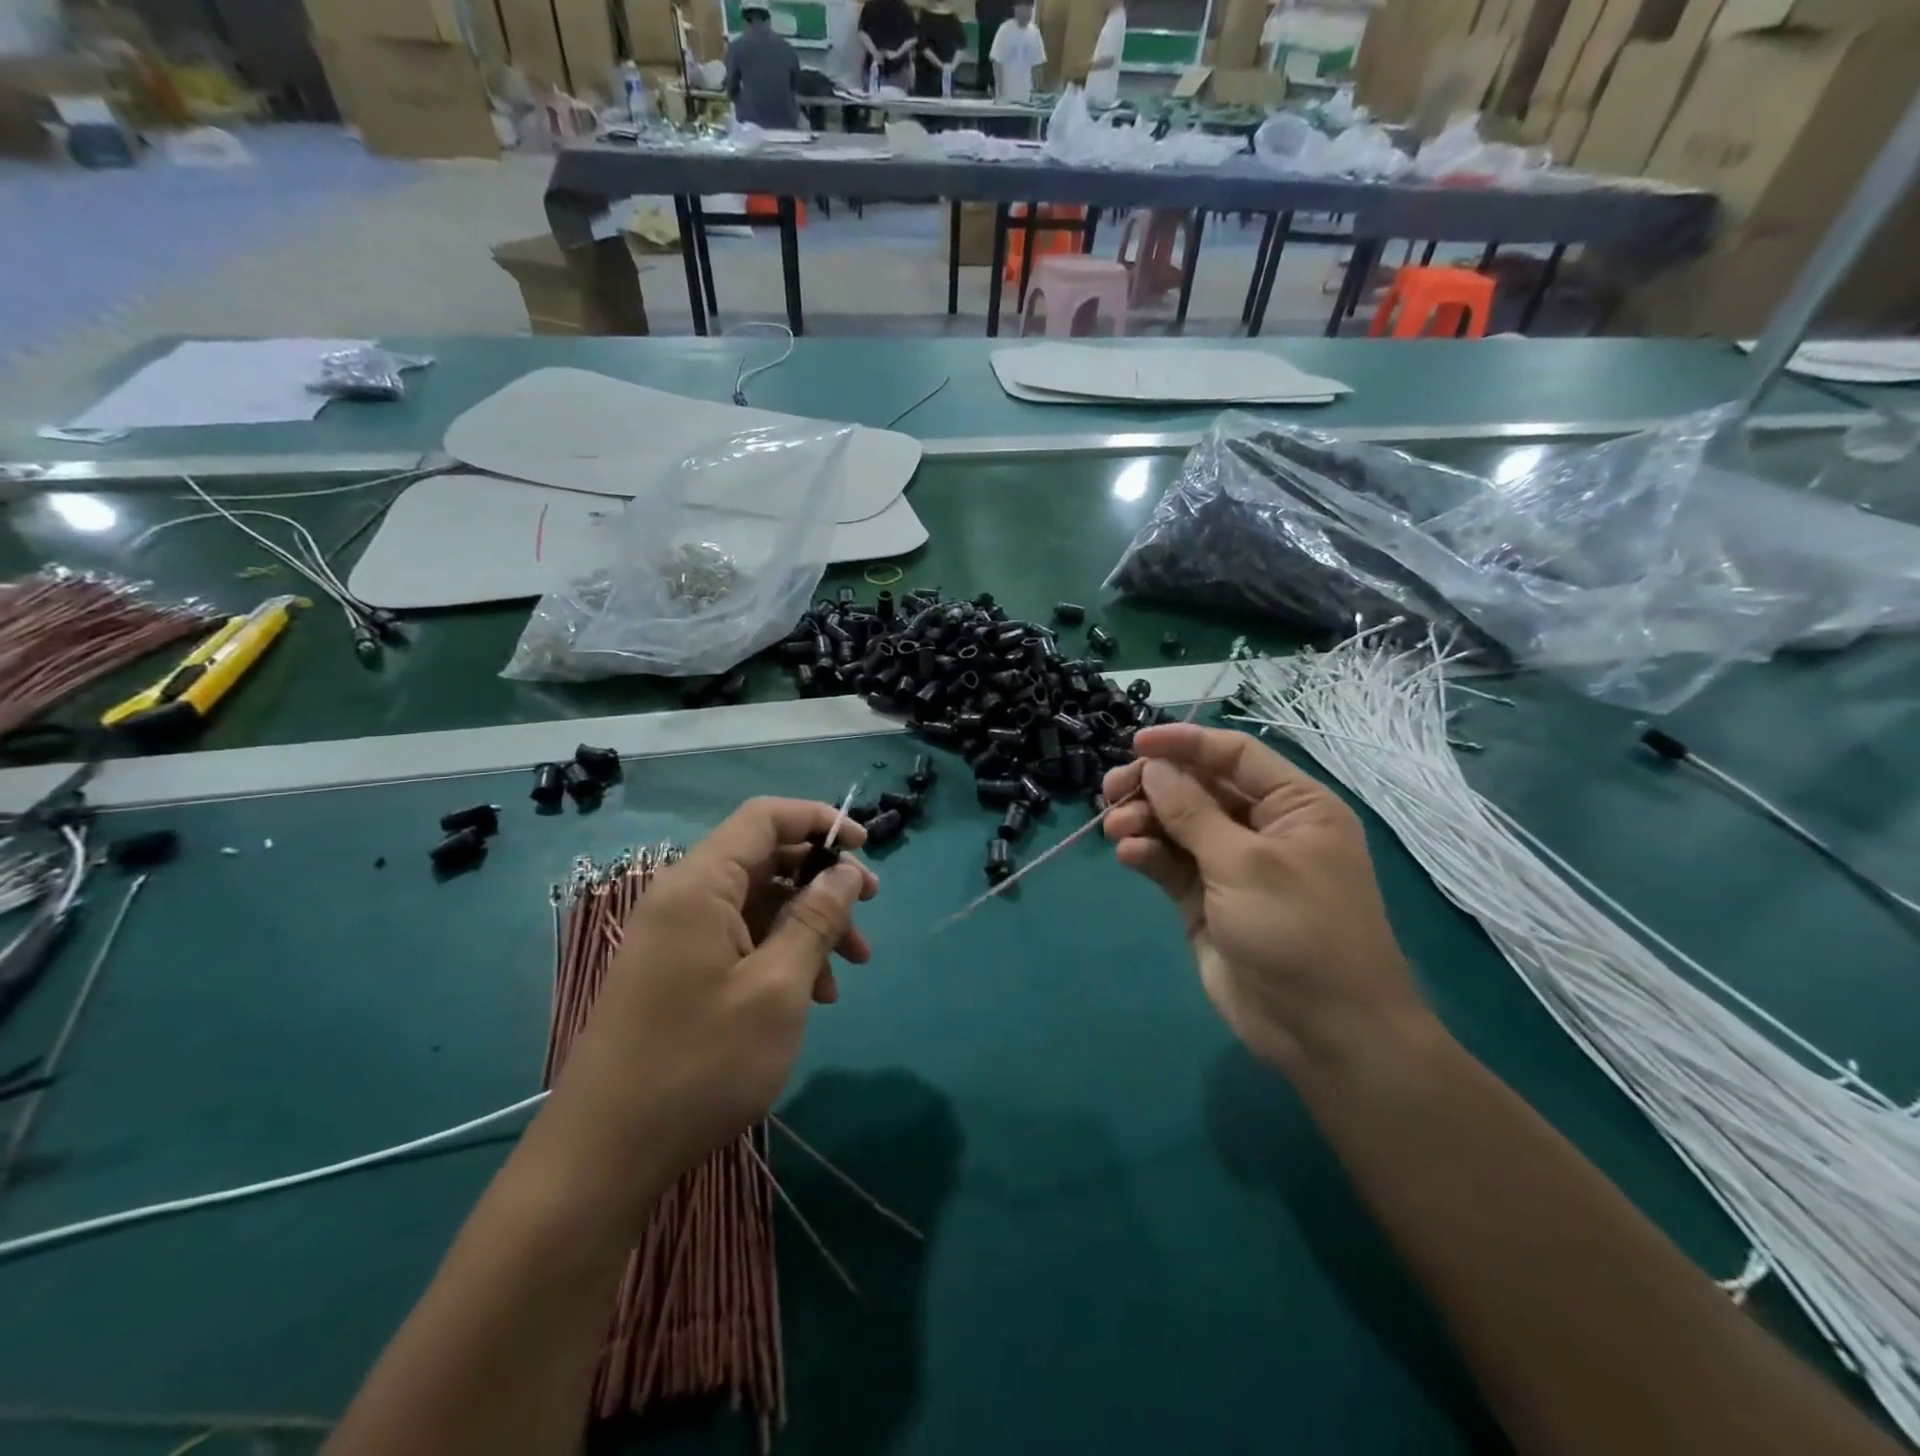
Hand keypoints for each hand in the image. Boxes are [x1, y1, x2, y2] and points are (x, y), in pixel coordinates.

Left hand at [541, 798, 877, 1209]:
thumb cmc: (700, 1064)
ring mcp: (677, 936)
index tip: (865, 850)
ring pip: (757, 903)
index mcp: (700, 885)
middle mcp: (683, 897)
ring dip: (807, 925)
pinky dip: (780, 954)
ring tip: (847, 972)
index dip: (819, 821)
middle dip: (822, 882)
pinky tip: (811, 996)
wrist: (603, 1155)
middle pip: (765, 860)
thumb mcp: (777, 989)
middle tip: (868, 913)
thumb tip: (845, 872)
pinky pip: (739, 939)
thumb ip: (815, 920)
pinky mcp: (676, 971)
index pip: (765, 818)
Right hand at [1103, 724, 1428, 1073]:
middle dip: (1154, 785)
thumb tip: (1154, 766)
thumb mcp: (1245, 863)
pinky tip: (1129, 855)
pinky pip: (1170, 863)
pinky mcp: (1205, 900)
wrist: (1323, 1032)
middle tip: (1111, 791)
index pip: (1234, 755)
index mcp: (1295, 806)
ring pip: (1177, 825)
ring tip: (1115, 829)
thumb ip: (1193, 812)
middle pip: (1198, 788)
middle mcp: (1263, 828)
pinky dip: (1147, 854)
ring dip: (1144, 820)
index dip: (1185, 744)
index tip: (1135, 743)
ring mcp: (1231, 866)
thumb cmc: (1299, 931)